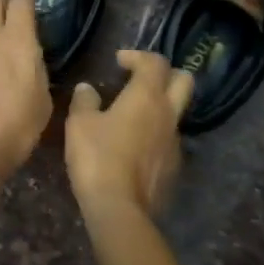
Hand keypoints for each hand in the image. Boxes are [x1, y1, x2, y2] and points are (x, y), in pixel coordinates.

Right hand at [66, 50, 192, 216]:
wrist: (119, 207)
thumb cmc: (98, 157)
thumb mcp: (80, 124)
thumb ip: (85, 101)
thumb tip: (88, 89)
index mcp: (147, 97)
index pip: (155, 62)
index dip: (138, 56)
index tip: (120, 61)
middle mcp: (168, 114)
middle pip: (184, 81)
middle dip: (166, 74)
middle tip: (142, 79)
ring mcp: (175, 142)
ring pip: (176, 113)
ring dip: (159, 107)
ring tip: (132, 117)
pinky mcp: (174, 167)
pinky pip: (168, 140)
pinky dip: (155, 135)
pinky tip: (133, 148)